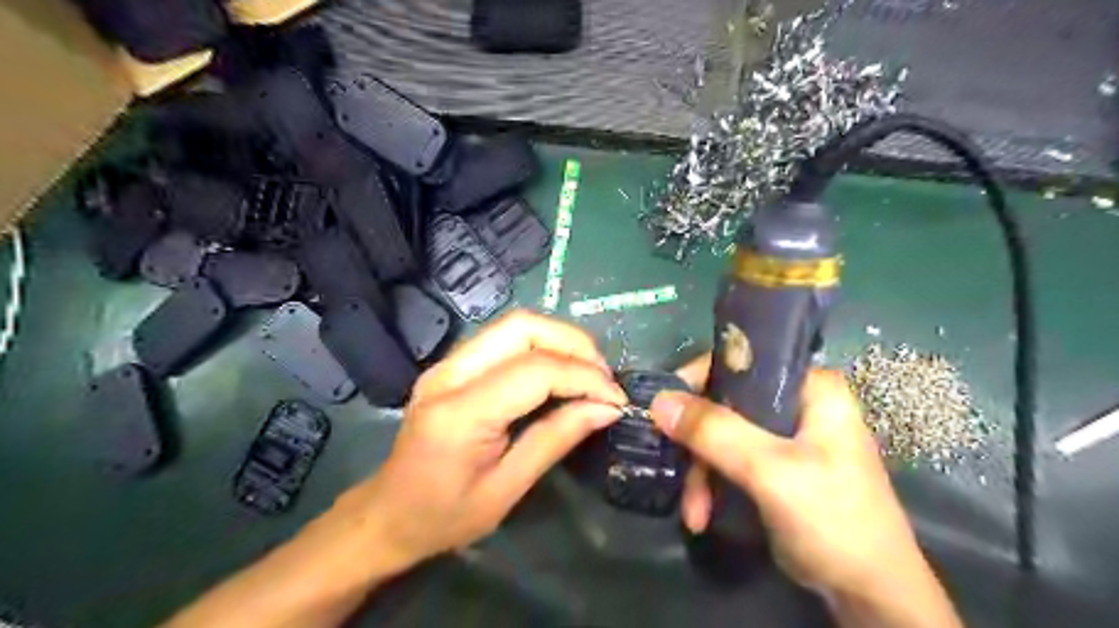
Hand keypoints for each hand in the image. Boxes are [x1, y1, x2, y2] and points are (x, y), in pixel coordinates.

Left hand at [351, 309, 625, 572]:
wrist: (387, 514)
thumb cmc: (444, 516)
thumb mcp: (507, 490)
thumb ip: (556, 440)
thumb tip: (606, 409)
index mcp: (460, 413)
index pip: (535, 371)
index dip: (584, 378)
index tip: (616, 399)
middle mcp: (449, 374)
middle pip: (523, 327)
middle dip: (574, 344)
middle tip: (603, 378)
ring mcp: (446, 364)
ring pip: (515, 325)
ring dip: (560, 341)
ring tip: (588, 374)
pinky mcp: (451, 364)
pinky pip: (504, 339)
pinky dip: (541, 347)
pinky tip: (559, 372)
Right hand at [658, 355, 916, 594]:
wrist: (871, 596)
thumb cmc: (834, 521)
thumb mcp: (771, 472)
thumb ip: (715, 432)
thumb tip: (659, 399)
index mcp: (810, 387)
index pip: (741, 363)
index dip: (697, 382)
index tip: (665, 412)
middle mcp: (797, 403)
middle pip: (726, 404)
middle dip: (698, 446)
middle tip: (680, 477)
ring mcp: (787, 437)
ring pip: (722, 435)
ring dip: (702, 474)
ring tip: (695, 513)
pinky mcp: (777, 466)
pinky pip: (730, 459)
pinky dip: (713, 485)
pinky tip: (704, 515)